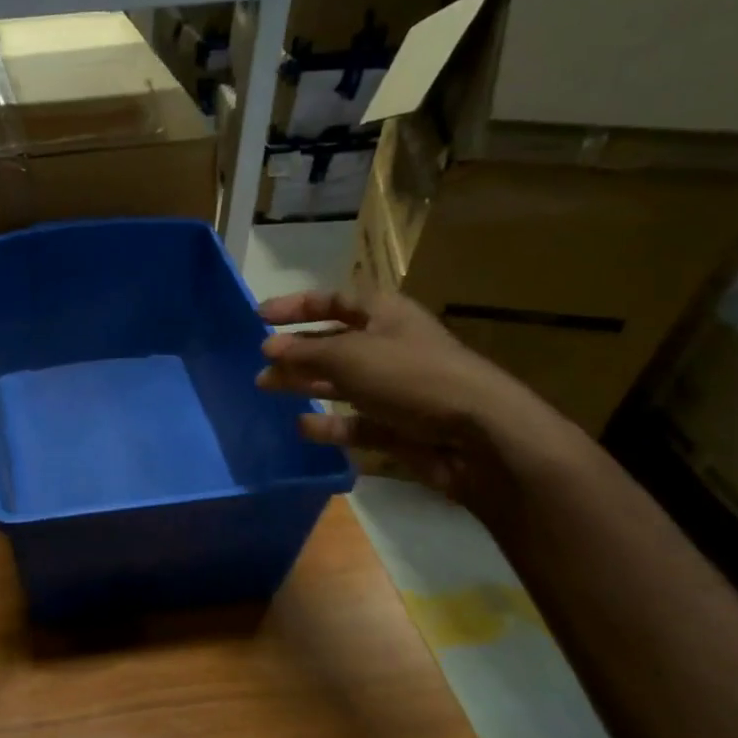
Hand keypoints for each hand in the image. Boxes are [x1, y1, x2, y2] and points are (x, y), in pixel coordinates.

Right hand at [255, 290, 583, 509]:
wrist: (478, 436)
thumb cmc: (411, 377)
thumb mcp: (350, 355)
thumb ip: (304, 352)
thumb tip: (268, 348)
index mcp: (386, 315)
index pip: (335, 301)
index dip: (297, 305)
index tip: (259, 316)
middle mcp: (390, 347)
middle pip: (334, 343)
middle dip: (296, 350)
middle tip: (260, 363)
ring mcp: (395, 390)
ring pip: (341, 383)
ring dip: (304, 385)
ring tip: (267, 389)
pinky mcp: (398, 427)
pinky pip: (355, 423)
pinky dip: (330, 425)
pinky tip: (303, 427)